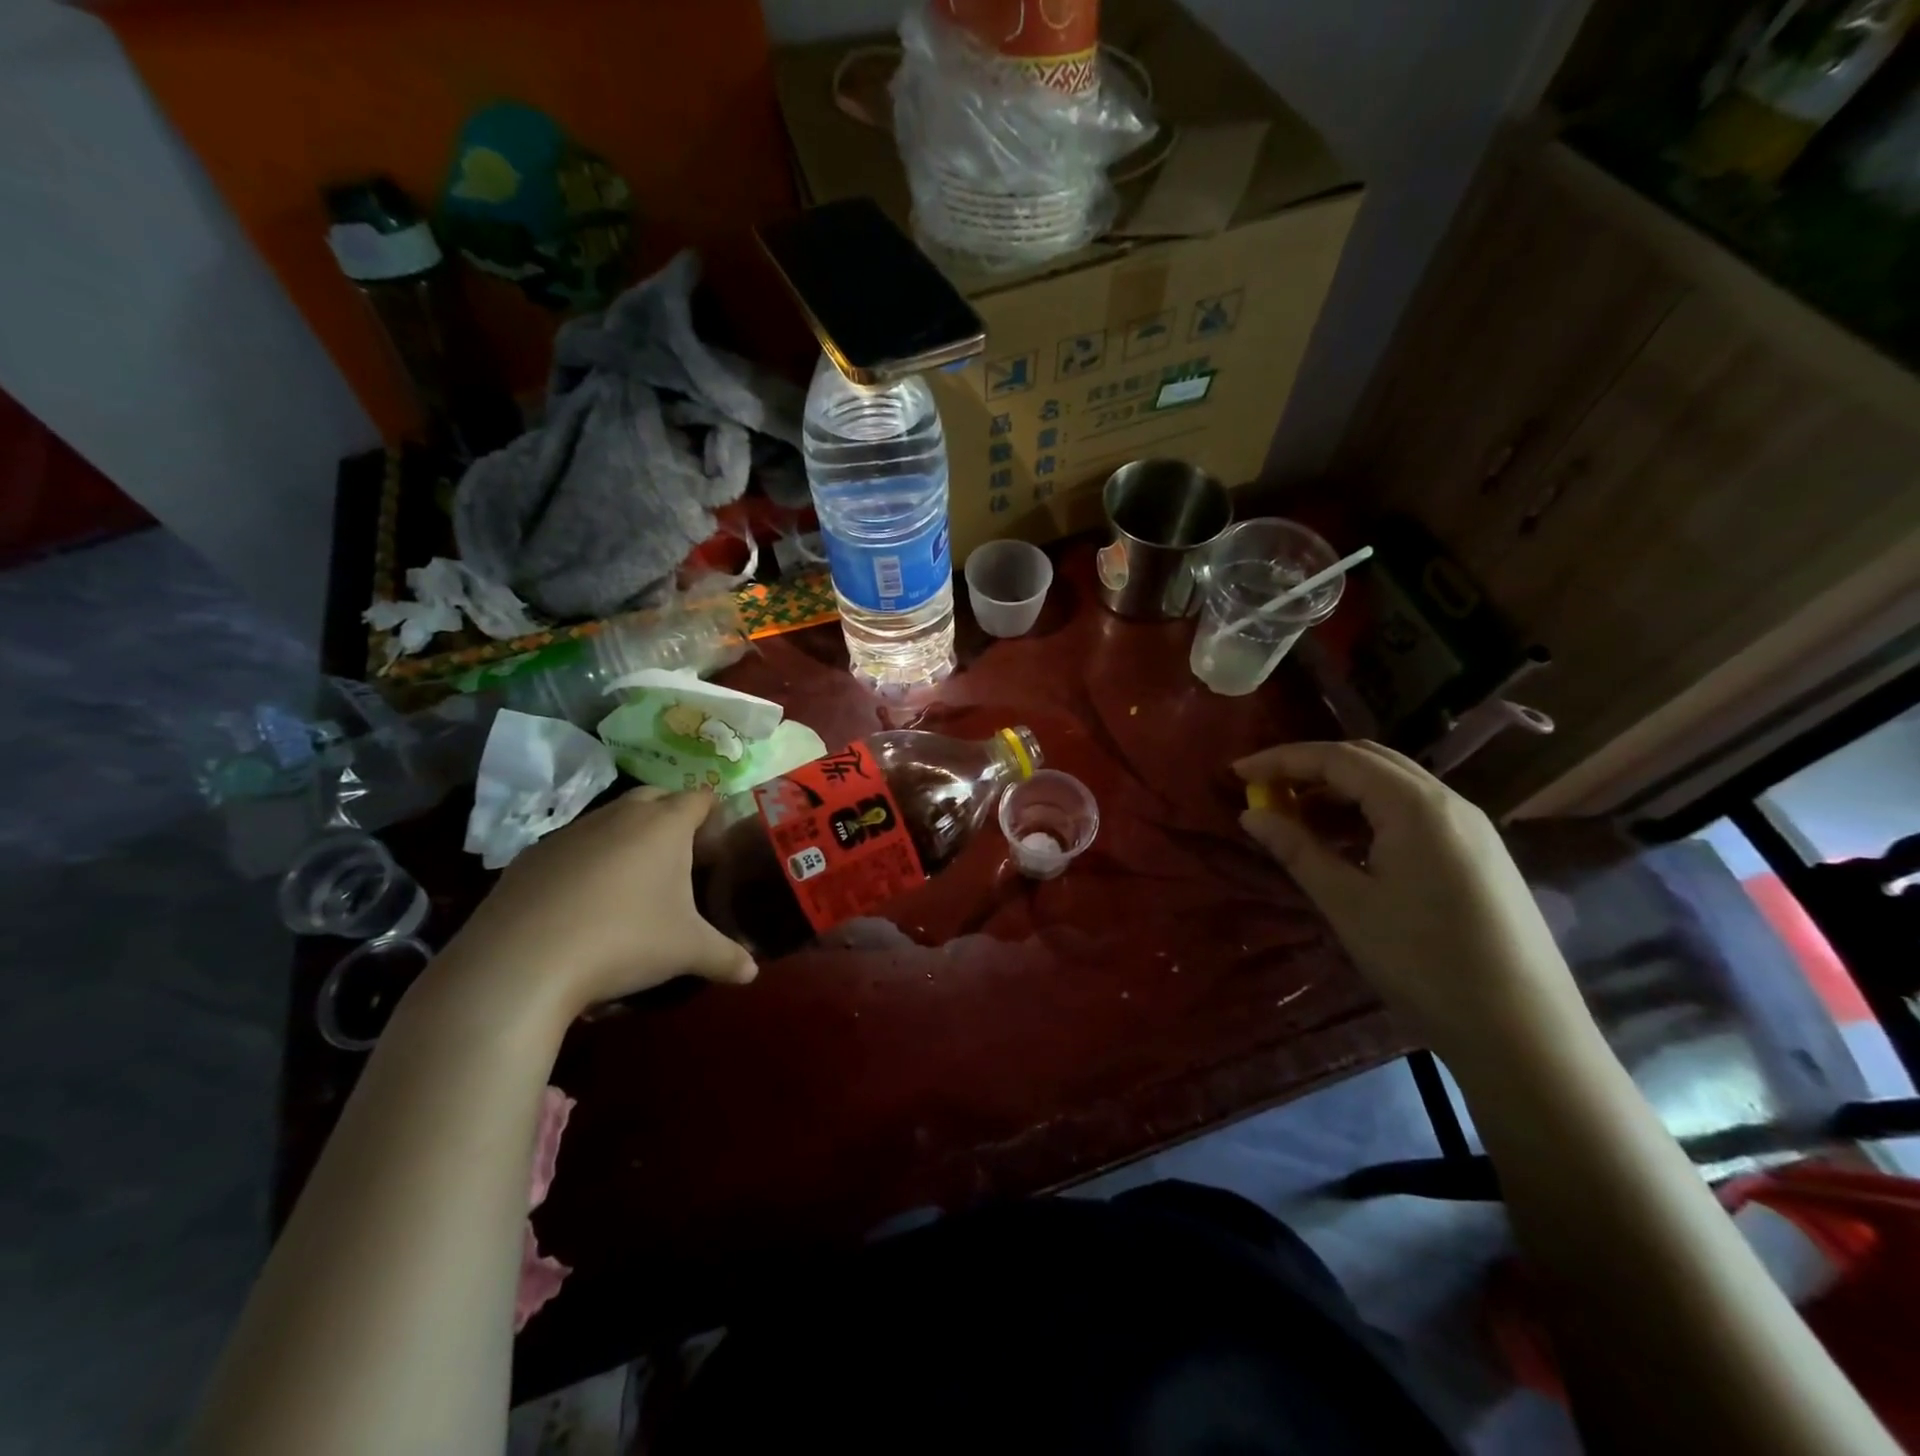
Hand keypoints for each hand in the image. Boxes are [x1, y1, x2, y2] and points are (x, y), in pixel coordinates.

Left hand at [442, 787, 755, 1022]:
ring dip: (628, 836)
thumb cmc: (624, 940)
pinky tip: (585, 901)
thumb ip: (726, 957)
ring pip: (611, 818)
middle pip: (655, 797)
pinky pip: (573, 845)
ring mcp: (572, 831)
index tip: (718, 844)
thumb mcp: (687, 951)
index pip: (700, 797)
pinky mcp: (533, 855)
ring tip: (633, 881)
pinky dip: (588, 860)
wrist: (521, 962)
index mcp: (665, 824)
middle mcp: (620, 815)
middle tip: (681, 856)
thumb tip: (752, 973)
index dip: (713, 815)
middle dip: (672, 815)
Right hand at [1235, 740, 1579, 1060]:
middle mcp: (1448, 802)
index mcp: (1416, 807)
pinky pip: (1413, 811)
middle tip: (1263, 790)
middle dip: (1310, 767)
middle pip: (1368, 760)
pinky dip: (1369, 812)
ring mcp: (1470, 828)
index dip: (1282, 760)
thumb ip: (1297, 851)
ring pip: (1392, 785)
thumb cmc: (1425, 964)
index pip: (1337, 759)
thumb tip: (1251, 815)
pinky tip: (1345, 843)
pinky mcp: (1478, 855)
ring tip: (1295, 817)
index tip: (1237, 774)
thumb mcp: (1348, 906)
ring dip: (1339, 790)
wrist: (1526, 1034)